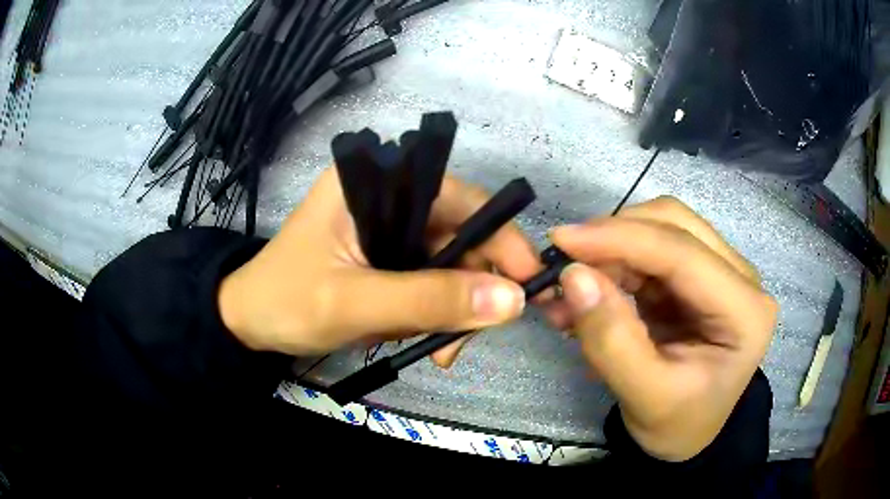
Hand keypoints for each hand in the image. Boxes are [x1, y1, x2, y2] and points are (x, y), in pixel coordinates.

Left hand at [218, 167, 543, 366]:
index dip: (499, 237)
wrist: (249, 324)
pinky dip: (436, 314)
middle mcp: (385, 195)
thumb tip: (511, 301)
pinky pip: (430, 281)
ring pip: (448, 263)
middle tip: (468, 340)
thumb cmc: (286, 303)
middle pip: (458, 234)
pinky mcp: (386, 257)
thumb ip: (430, 300)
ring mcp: (387, 228)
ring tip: (441, 351)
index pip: (457, 197)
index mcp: (371, 182)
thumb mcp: (354, 304)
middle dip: (471, 289)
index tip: (527, 284)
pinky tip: (426, 341)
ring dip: (453, 310)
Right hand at [549, 196, 776, 461]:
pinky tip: (589, 288)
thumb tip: (573, 277)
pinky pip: (651, 249)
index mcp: (745, 311)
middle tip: (565, 261)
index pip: (683, 254)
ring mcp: (719, 270)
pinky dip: (614, 262)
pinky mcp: (696, 275)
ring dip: (611, 248)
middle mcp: (740, 278)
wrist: (688, 434)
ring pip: (661, 227)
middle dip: (616, 236)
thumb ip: (612, 342)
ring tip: (570, 284)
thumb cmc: (676, 424)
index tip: (562, 240)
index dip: (621, 239)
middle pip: (675, 223)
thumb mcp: (644, 397)